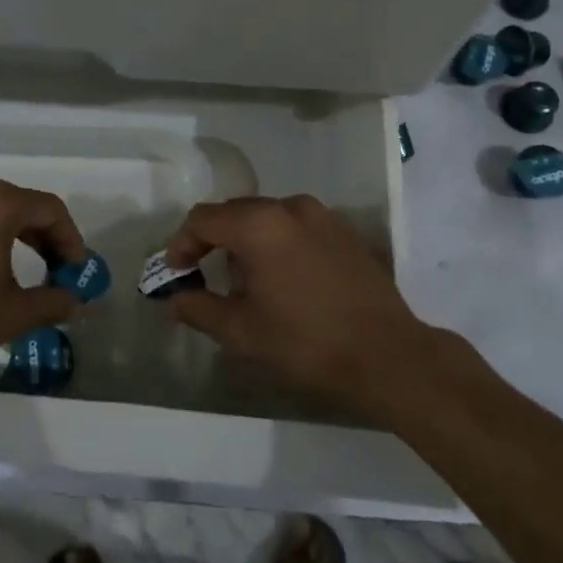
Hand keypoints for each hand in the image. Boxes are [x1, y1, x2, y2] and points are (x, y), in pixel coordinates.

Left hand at [0, 176, 87, 379]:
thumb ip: (51, 302)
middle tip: (52, 269)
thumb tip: (74, 301)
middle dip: (41, 237)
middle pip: (17, 205)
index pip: (49, 209)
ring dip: (6, 235)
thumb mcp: (12, 315)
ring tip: (13, 269)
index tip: (75, 269)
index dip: (70, 238)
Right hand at [163, 195, 431, 409]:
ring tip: (248, 284)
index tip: (177, 273)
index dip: (181, 244)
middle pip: (235, 212)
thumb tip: (175, 299)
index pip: (203, 219)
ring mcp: (321, 215)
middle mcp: (289, 207)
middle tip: (206, 278)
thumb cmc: (306, 342)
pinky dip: (278, 243)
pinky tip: (285, 280)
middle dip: (214, 241)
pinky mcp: (344, 230)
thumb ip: (198, 308)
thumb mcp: (241, 332)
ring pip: (267, 218)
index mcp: (258, 224)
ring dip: (247, 242)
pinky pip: (296, 226)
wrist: (388, 356)